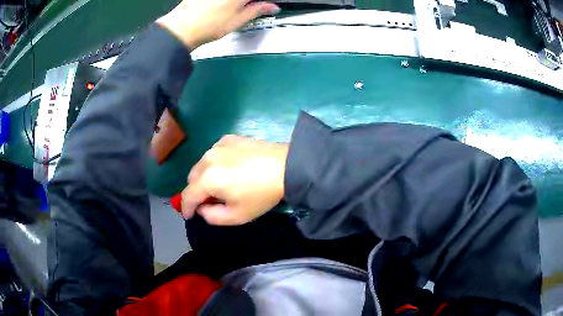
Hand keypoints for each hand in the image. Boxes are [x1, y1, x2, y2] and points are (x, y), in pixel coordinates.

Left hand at [156, 0, 279, 49]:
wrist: (180, 29)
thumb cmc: (207, 26)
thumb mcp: (238, 20)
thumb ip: (257, 10)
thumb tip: (272, 7)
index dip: (262, 2)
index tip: (264, 5)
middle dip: (249, 2)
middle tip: (250, 7)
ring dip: (237, 3)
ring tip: (233, 8)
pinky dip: (223, 3)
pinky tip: (219, 7)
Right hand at [181, 135, 287, 224]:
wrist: (286, 166)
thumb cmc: (261, 194)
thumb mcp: (237, 216)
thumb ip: (212, 217)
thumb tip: (202, 208)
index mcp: (207, 179)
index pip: (187, 195)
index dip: (186, 208)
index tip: (189, 215)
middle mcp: (207, 159)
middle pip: (192, 178)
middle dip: (196, 192)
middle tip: (209, 201)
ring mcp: (217, 145)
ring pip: (201, 165)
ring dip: (204, 177)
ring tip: (221, 184)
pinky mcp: (228, 138)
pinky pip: (213, 154)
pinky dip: (215, 164)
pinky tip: (230, 168)